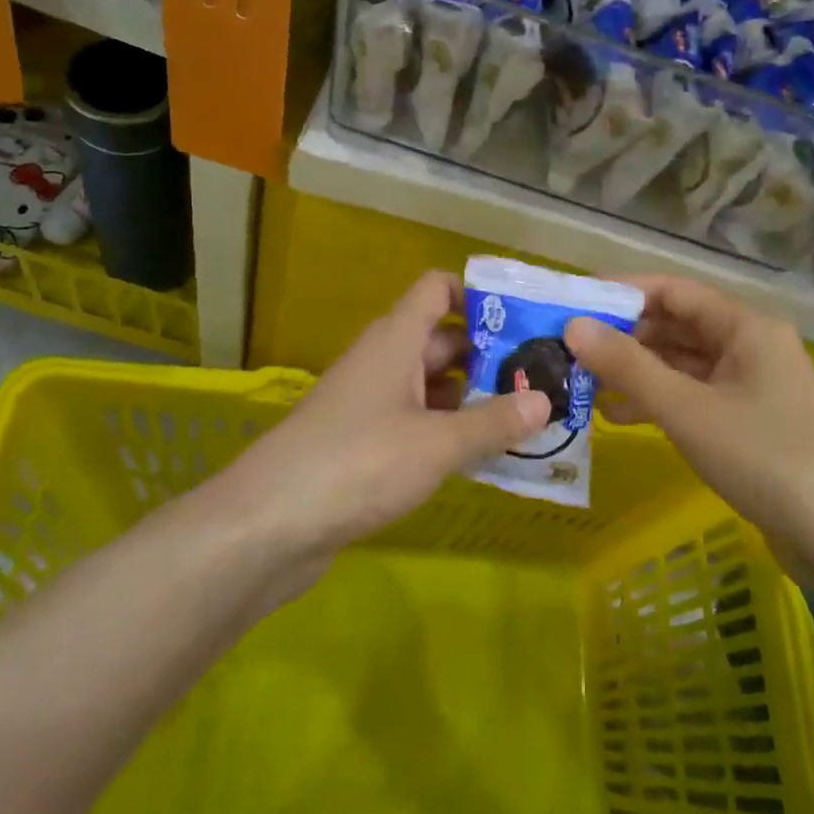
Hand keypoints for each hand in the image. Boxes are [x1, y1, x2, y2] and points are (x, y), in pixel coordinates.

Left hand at [232, 271, 551, 556]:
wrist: (268, 525)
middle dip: (490, 355)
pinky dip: (447, 431)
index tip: (525, 318)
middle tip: (543, 377)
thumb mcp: (437, 443)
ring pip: (431, 385)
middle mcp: (382, 361)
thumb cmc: (358, 463)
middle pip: (443, 340)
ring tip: (526, 417)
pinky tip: (481, 454)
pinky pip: (416, 422)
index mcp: (396, 339)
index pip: (437, 289)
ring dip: (473, 397)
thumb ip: (493, 422)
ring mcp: (370, 403)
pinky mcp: (363, 443)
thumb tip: (544, 400)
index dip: (479, 294)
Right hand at [565, 274, 813, 584]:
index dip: (622, 292)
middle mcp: (749, 347)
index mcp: (745, 327)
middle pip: (676, 326)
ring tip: (581, 383)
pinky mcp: (748, 425)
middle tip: (566, 350)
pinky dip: (657, 402)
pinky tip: (616, 417)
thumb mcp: (689, 410)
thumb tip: (573, 326)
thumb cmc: (768, 460)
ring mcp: (751, 388)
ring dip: (635, 372)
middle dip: (623, 336)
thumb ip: (629, 367)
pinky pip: (693, 399)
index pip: (673, 290)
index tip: (573, 303)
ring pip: (681, 365)